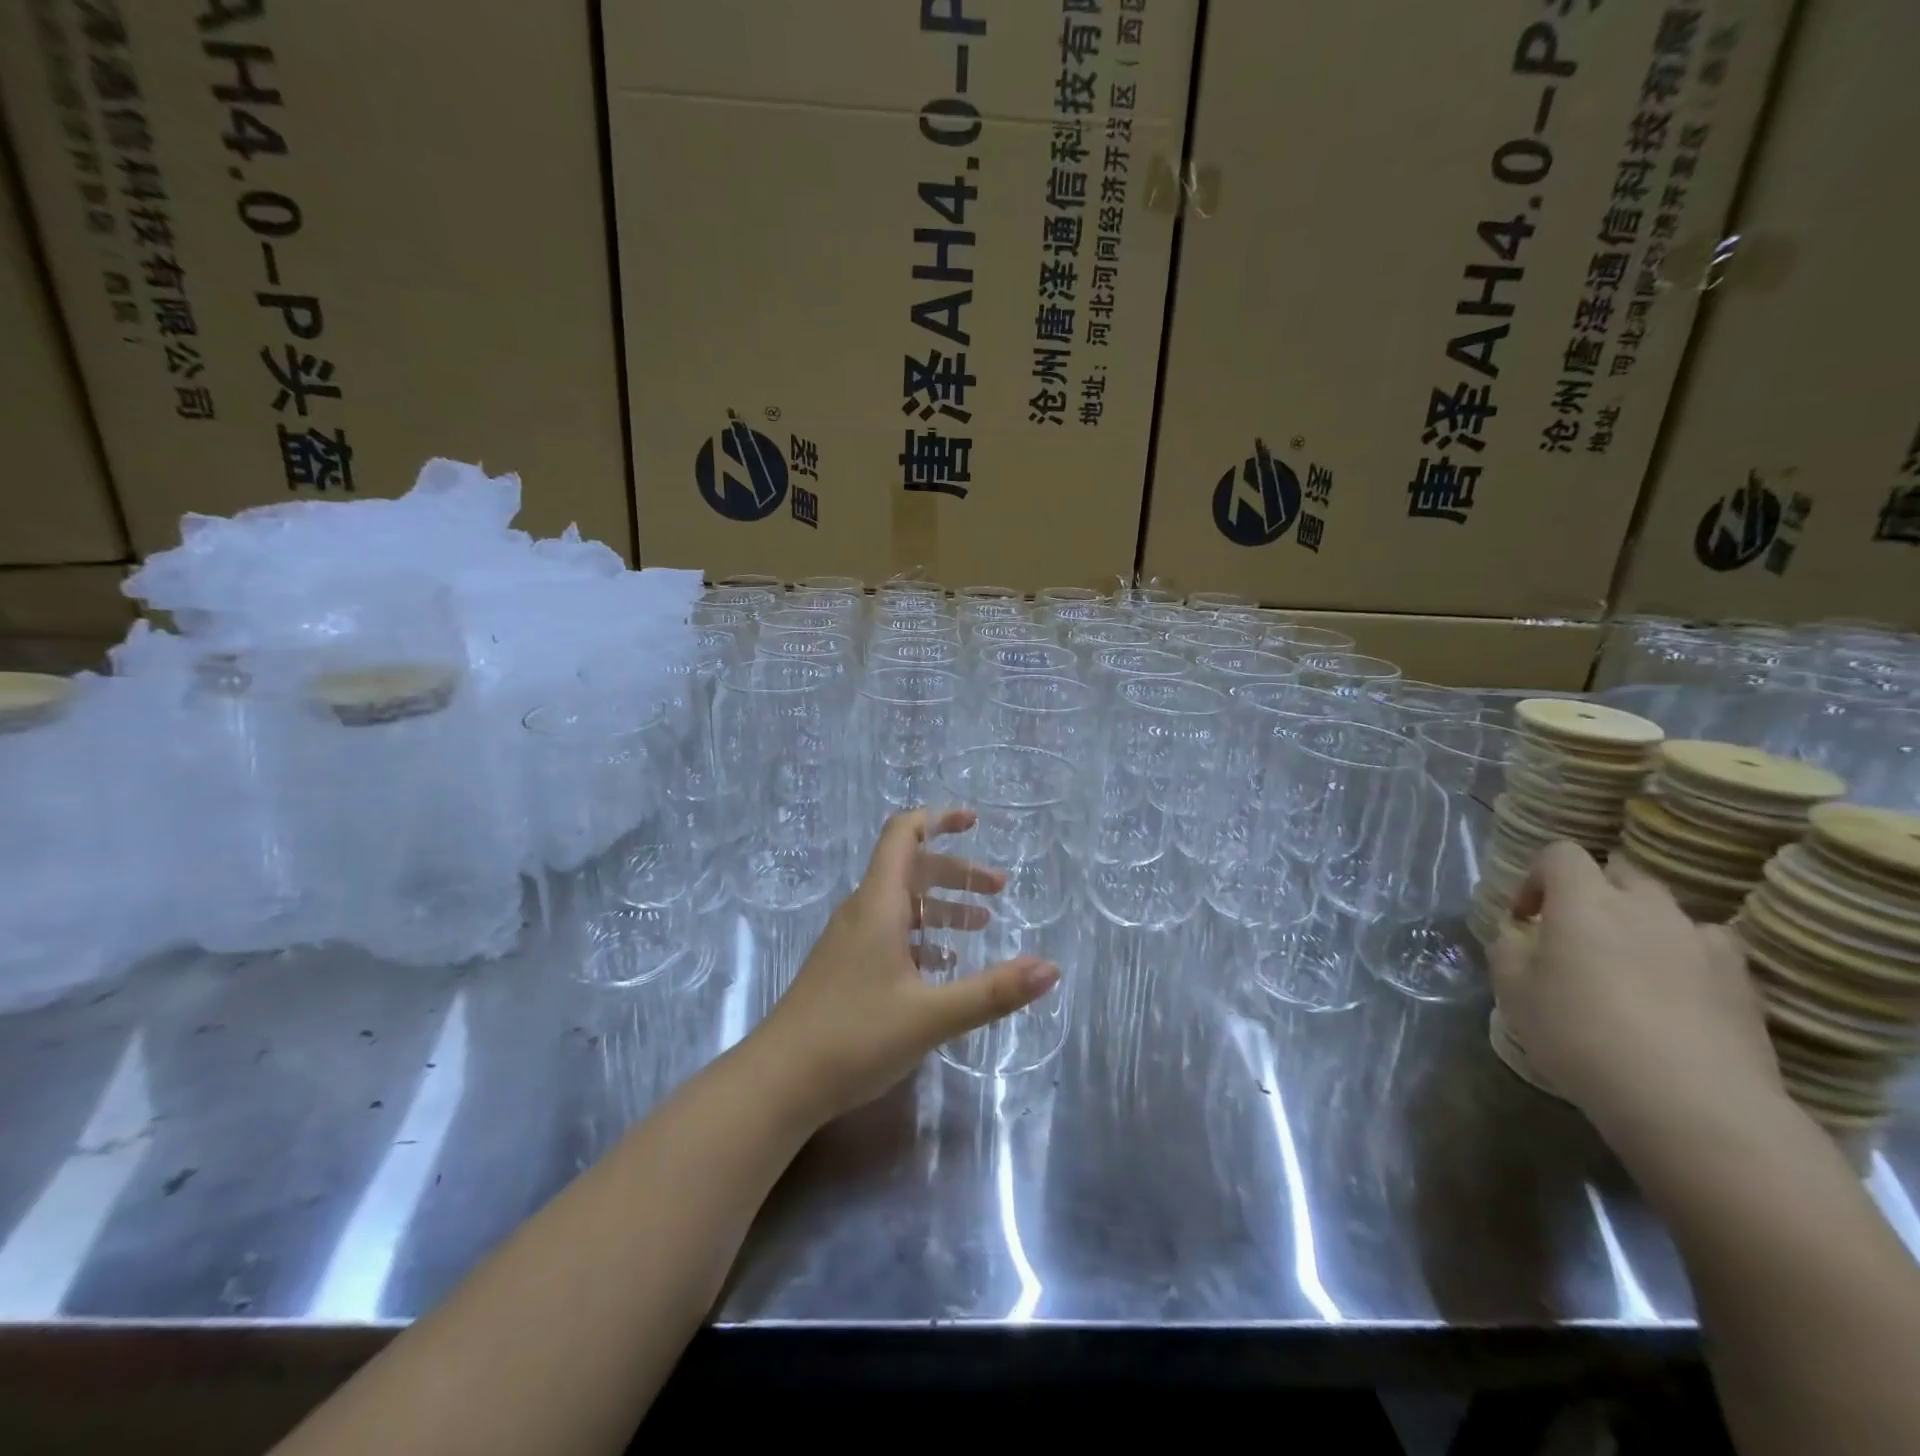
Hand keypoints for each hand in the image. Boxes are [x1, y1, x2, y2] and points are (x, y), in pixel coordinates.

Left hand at [755, 809, 1059, 1123]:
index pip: (903, 835)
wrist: (778, 1082)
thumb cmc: (854, 1037)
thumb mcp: (931, 1016)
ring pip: (901, 905)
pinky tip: (942, 966)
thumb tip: (1051, 968)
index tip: (974, 821)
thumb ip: (993, 992)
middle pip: (910, 870)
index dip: (938, 820)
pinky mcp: (844, 969)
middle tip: (999, 889)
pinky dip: (921, 936)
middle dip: (956, 873)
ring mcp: (849, 941)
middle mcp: (862, 912)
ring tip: (980, 926)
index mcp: (878, 904)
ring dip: (941, 907)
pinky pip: (889, 934)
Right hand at [1491, 841, 1785, 1154]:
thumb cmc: (1581, 1035)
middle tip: (1574, 938)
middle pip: (1619, 874)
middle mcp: (1646, 908)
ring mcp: (1702, 943)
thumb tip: (1520, 935)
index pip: (1560, 854)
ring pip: (1666, 912)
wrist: (1693, 1103)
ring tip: (1628, 969)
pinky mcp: (1743, 983)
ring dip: (1642, 926)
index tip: (1525, 918)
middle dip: (1593, 895)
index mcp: (1585, 901)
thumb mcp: (1513, 991)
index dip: (1536, 877)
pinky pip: (1708, 951)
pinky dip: (1687, 960)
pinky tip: (1676, 997)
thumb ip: (1509, 949)